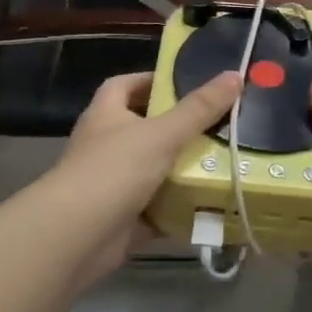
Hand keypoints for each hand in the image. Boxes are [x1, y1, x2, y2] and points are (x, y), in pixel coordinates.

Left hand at [47, 69, 241, 283]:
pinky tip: (212, 204)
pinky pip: (158, 208)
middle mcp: (106, 145)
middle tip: (218, 124)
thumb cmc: (114, 170)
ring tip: (225, 161)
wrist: (76, 236)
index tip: (187, 83)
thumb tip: (235, 74)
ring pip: (154, 170)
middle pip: (145, 128)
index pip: (125, 85)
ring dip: (183, 169)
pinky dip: (180, 207)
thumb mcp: (162, 134)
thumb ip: (199, 108)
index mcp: (106, 114)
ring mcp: (113, 183)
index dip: (152, 80)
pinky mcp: (123, 218)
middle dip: (178, 128)